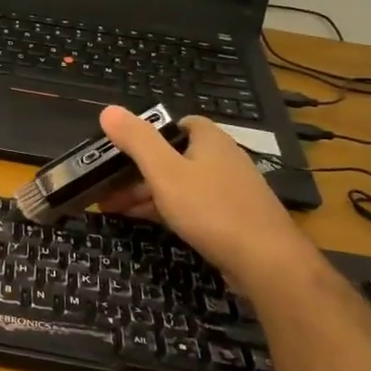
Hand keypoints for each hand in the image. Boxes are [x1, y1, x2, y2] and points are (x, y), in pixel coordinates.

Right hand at [95, 109, 315, 292]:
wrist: (265, 260)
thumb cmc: (211, 209)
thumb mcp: (165, 172)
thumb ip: (137, 140)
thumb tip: (108, 110)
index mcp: (209, 139)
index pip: (175, 124)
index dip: (146, 135)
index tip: (118, 152)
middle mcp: (222, 158)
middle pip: (171, 156)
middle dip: (136, 172)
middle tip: (105, 189)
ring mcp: (228, 188)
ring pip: (179, 183)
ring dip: (146, 193)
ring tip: (114, 209)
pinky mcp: (230, 216)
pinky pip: (191, 205)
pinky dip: (166, 209)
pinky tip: (146, 221)